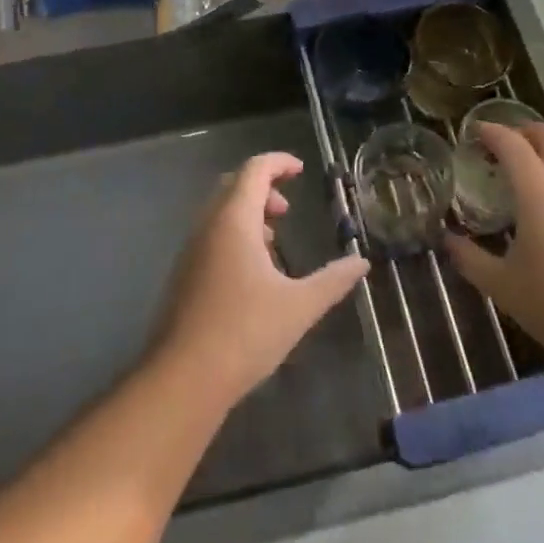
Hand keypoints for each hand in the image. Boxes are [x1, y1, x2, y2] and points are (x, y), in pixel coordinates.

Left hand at [155, 152, 369, 408]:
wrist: (182, 379)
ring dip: (248, 214)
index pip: (254, 170)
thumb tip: (361, 262)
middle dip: (263, 188)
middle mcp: (209, 225)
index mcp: (234, 219)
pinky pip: (211, 235)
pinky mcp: (184, 274)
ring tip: (274, 242)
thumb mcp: (299, 306)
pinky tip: (252, 273)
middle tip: (287, 209)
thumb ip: (333, 280)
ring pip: (220, 212)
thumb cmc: (244, 332)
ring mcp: (192, 249)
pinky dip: (234, 235)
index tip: (301, 170)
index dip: (279, 163)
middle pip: (234, 185)